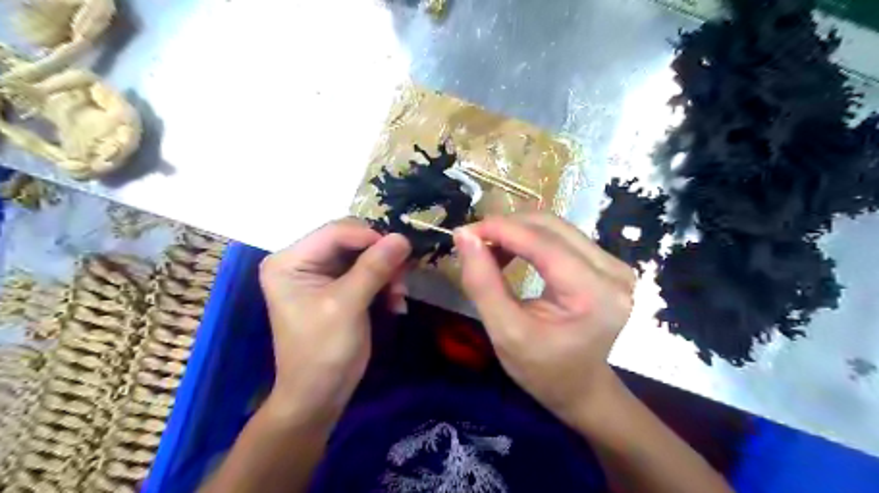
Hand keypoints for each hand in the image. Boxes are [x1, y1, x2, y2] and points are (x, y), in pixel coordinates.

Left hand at [261, 220, 411, 423]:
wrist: (318, 396)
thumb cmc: (323, 351)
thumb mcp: (348, 305)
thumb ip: (374, 268)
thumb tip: (402, 237)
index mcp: (290, 260)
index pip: (335, 232)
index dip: (371, 237)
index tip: (402, 252)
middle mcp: (302, 260)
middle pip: (351, 241)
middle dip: (380, 257)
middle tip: (402, 278)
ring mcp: (320, 273)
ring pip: (363, 255)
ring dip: (386, 272)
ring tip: (399, 296)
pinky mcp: (337, 287)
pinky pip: (367, 272)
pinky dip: (384, 284)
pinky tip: (395, 303)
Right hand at [457, 214, 635, 426]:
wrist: (581, 388)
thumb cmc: (543, 370)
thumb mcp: (505, 333)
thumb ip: (482, 283)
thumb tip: (464, 236)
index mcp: (594, 294)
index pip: (543, 243)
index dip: (500, 229)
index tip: (463, 231)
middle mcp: (613, 271)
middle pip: (551, 227)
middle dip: (506, 227)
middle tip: (473, 242)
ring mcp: (614, 264)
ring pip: (555, 227)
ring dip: (516, 231)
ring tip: (489, 251)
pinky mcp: (606, 263)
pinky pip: (561, 237)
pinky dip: (529, 239)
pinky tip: (511, 253)